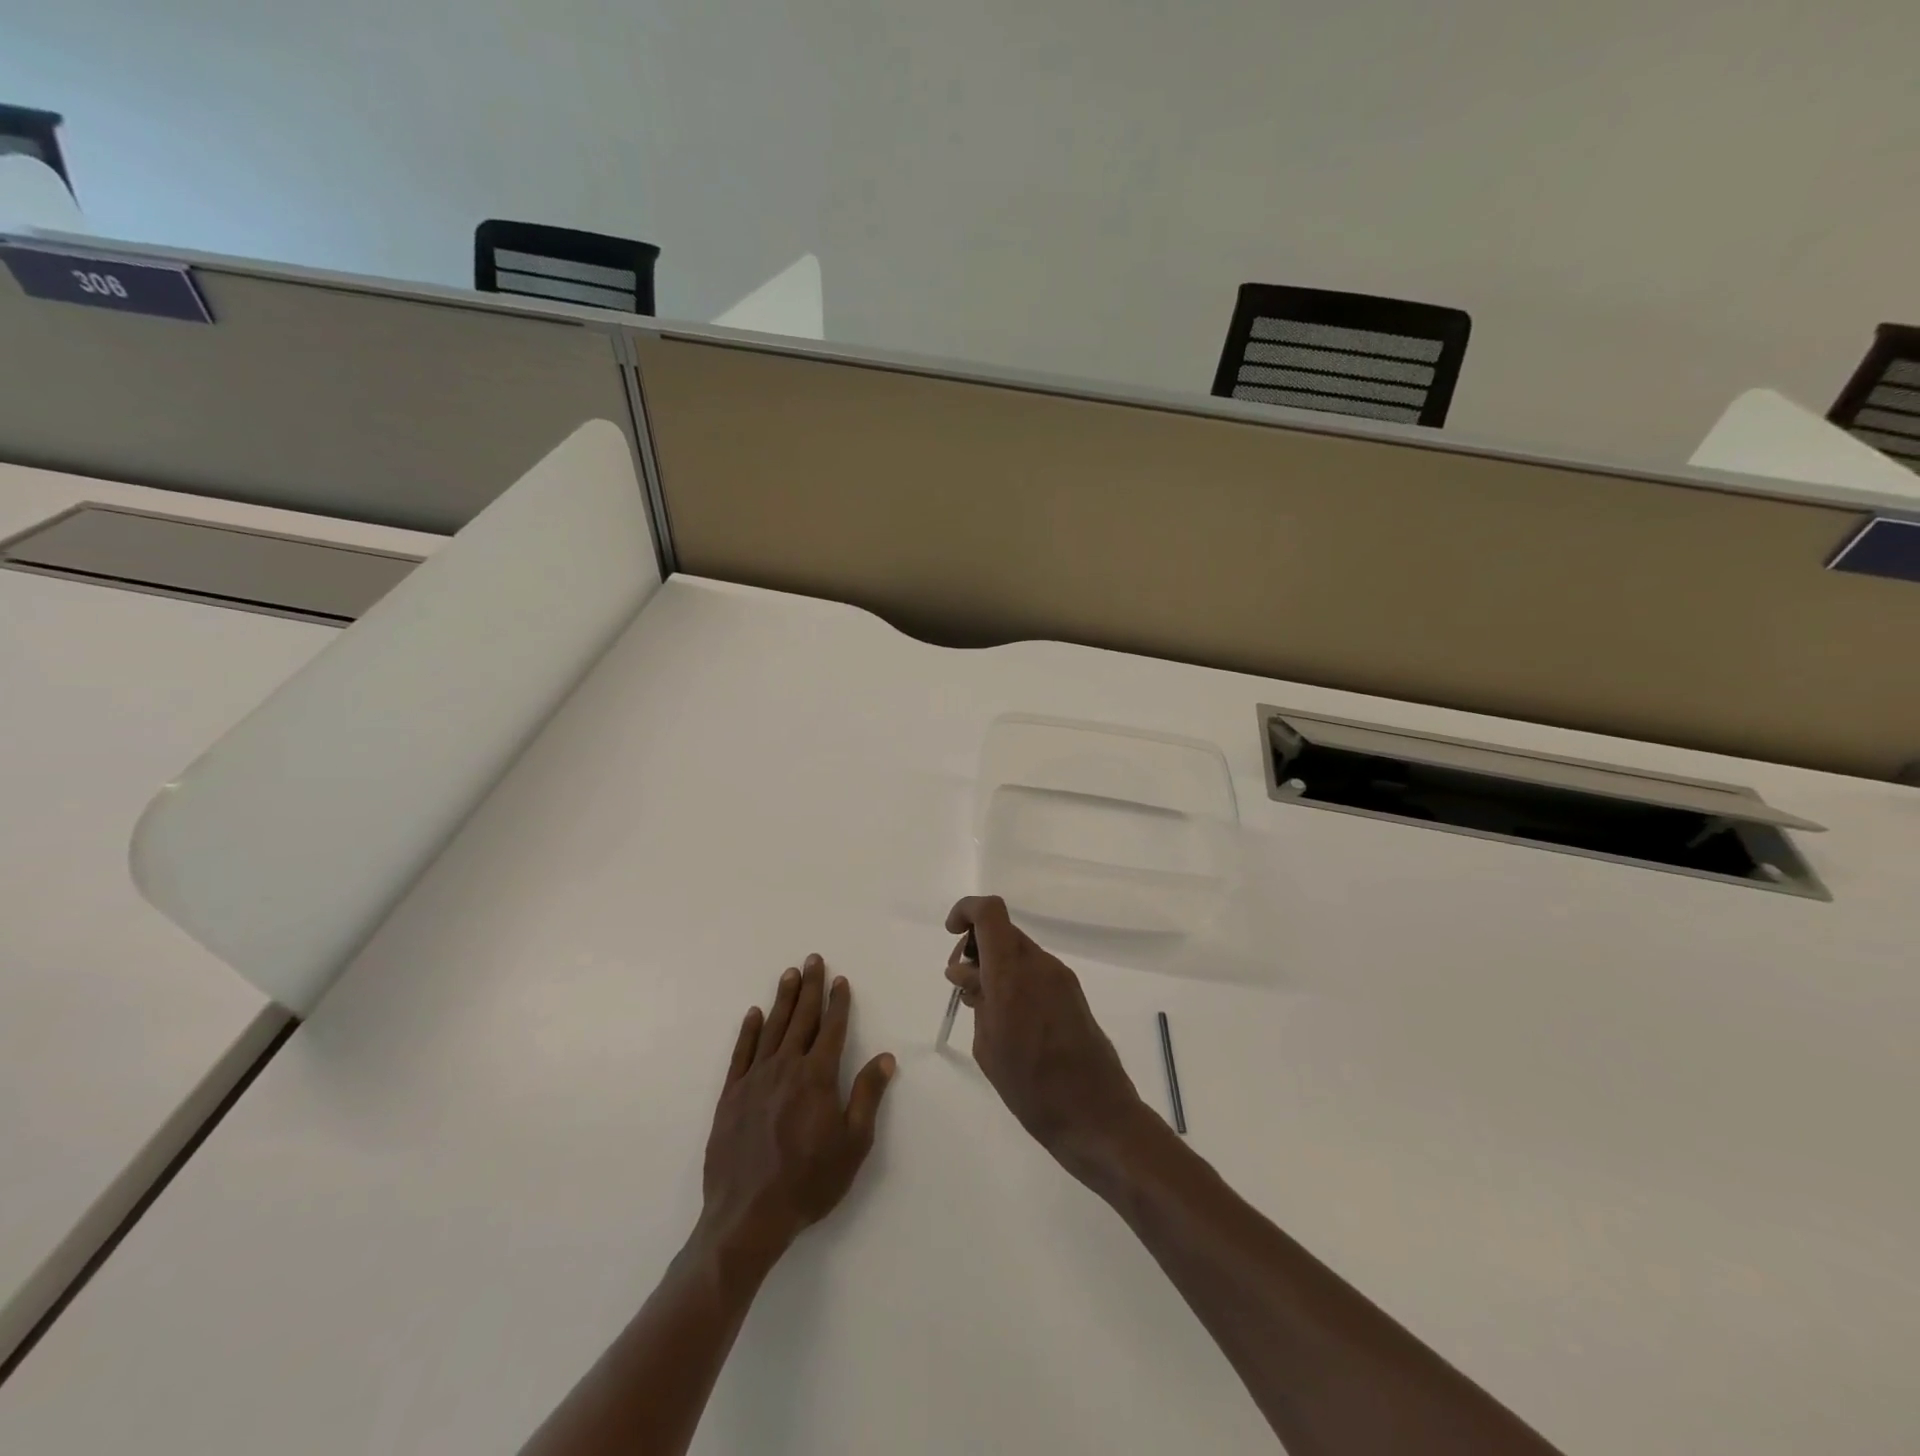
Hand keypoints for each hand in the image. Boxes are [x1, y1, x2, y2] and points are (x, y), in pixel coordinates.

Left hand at [700, 956, 895, 1262]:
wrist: (748, 1217)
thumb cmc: (809, 1182)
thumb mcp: (853, 1144)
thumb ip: (867, 1095)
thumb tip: (885, 1057)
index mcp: (817, 1077)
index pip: (832, 1029)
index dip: (838, 1003)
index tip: (840, 979)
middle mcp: (786, 1067)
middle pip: (801, 1018)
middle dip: (809, 988)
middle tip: (812, 959)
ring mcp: (755, 1079)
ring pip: (772, 1028)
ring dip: (782, 999)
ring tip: (789, 974)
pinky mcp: (730, 1096)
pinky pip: (741, 1053)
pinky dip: (749, 1031)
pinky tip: (753, 1014)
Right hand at [945, 896, 1148, 1173]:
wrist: (1096, 1115)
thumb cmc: (1031, 1087)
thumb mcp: (988, 1045)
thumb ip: (976, 1000)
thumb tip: (966, 973)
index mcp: (1012, 974)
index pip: (989, 913)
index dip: (965, 911)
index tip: (951, 935)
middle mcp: (1039, 965)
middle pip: (1003, 931)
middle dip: (976, 946)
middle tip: (961, 984)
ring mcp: (1060, 977)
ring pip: (1019, 950)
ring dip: (995, 964)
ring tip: (982, 1006)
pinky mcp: (1073, 994)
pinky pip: (1035, 970)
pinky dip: (1015, 978)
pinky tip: (1008, 1017)